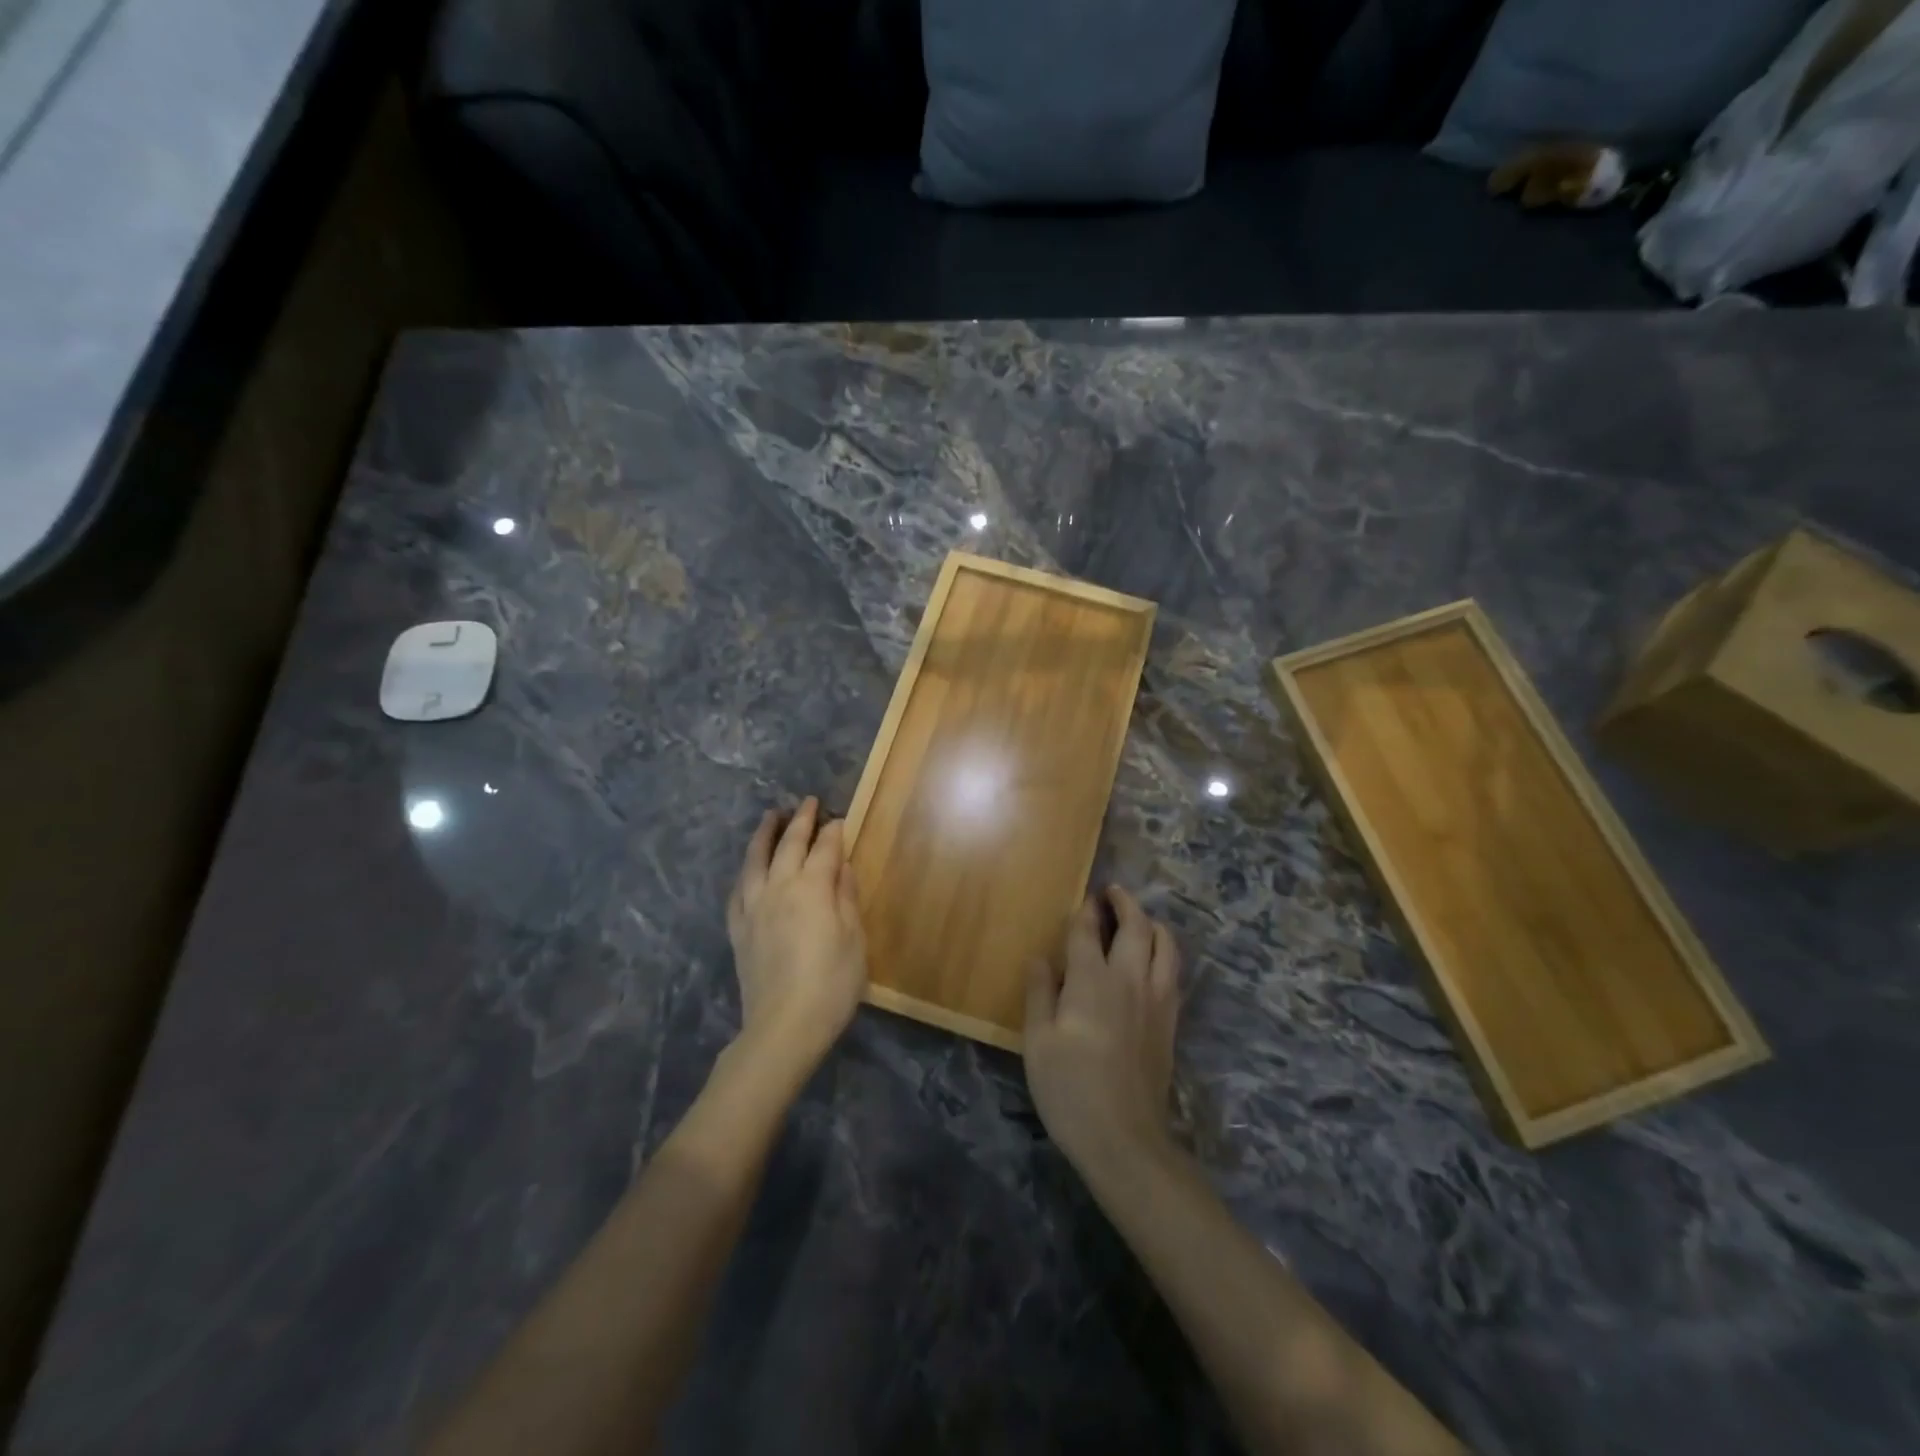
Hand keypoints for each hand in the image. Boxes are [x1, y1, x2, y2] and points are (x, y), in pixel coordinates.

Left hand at [725, 797, 867, 1079]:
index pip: (825, 849)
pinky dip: (745, 872)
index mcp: (813, 888)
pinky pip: (738, 890)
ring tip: (770, 816)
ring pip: (756, 860)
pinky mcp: (738, 929)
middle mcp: (779, 888)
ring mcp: (754, 907)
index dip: (834, 832)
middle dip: (800, 821)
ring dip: (764, 834)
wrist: (783, 1026)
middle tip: (807, 802)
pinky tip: (748, 869)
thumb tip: (841, 865)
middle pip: (789, 845)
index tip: (840, 818)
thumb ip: (846, 897)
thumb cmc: (832, 983)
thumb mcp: (854, 939)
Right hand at [1024, 886, 1180, 1171]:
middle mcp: (1129, 979)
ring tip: (1138, 919)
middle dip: (1124, 902)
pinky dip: (1165, 953)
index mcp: (1091, 980)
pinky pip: (1174, 972)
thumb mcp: (1037, 1042)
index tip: (1083, 899)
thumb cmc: (1070, 1089)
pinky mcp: (1170, 1022)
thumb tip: (1040, 957)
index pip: (1088, 930)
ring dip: (1152, 923)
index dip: (1085, 910)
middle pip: (1136, 926)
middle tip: (1112, 892)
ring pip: (1165, 944)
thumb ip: (1039, 993)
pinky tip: (1154, 962)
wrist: (1124, 1139)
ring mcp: (1156, 1000)